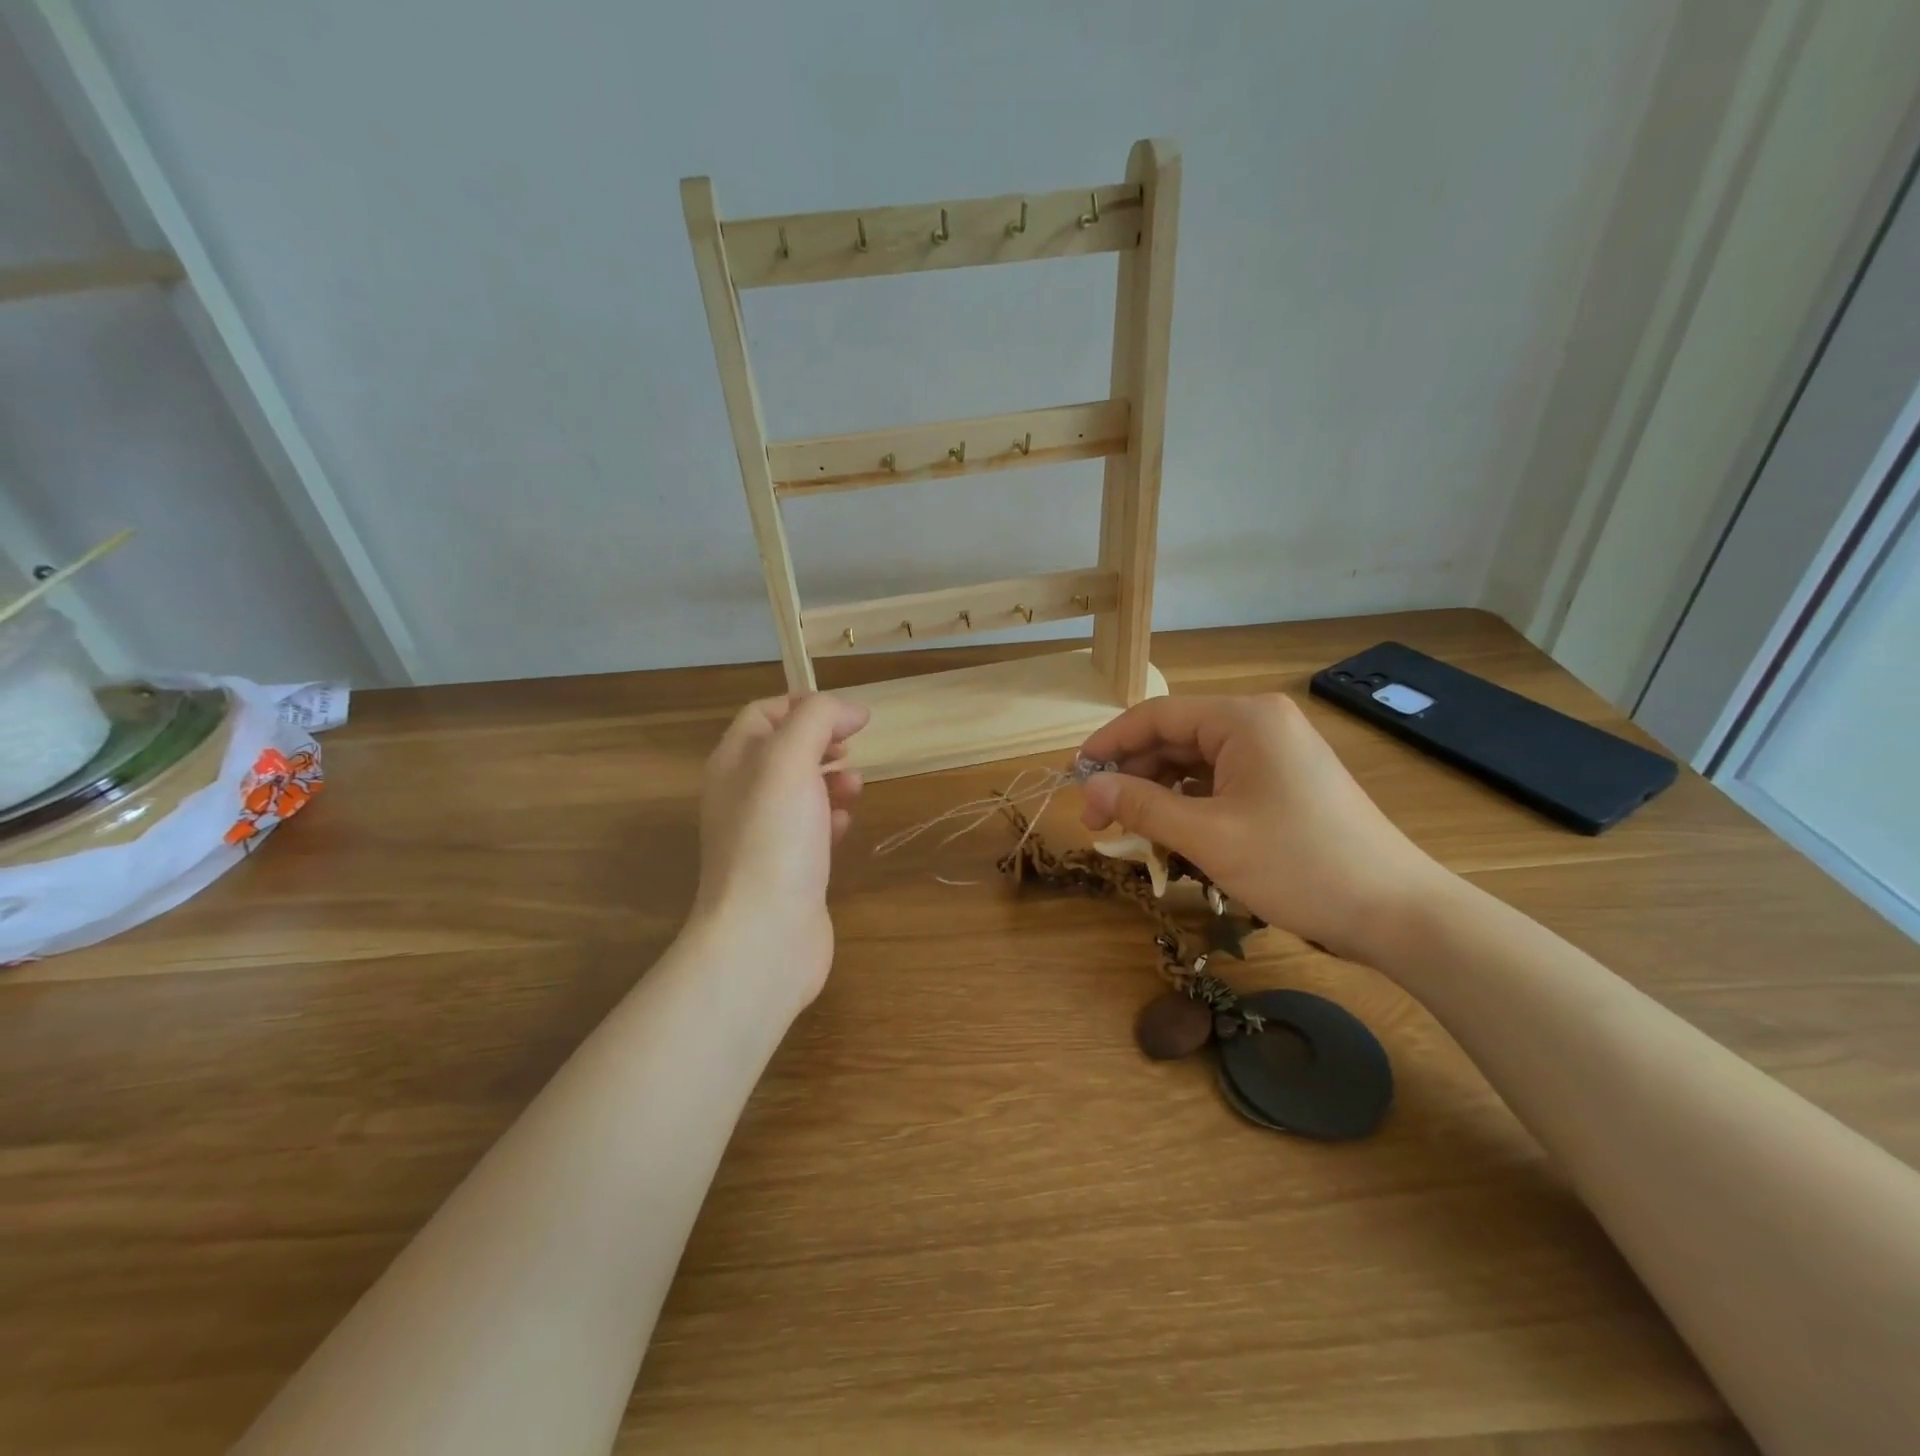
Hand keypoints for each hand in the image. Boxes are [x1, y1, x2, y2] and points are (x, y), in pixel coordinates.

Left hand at [695, 693, 868, 1003]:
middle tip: (854, 748)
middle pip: (784, 752)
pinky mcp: (787, 868)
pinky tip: (847, 822)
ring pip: (800, 790)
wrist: (764, 933)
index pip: (763, 714)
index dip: (806, 705)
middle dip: (822, 742)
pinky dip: (831, 817)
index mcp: (734, 763)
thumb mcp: (790, 760)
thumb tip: (850, 710)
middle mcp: (742, 795)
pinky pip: (810, 829)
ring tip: (856, 785)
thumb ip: (817, 720)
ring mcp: (764, 835)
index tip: (851, 717)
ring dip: (831, 779)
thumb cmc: (774, 837)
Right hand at [1078, 693, 1450, 961]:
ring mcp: (1276, 753)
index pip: (1156, 716)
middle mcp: (1260, 724)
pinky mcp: (1285, 782)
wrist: (1397, 912)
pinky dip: (1190, 804)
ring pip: (1196, 763)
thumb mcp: (1208, 836)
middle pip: (1175, 738)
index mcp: (1244, 719)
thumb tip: (1089, 787)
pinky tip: (1172, 833)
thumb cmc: (1298, 864)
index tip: (1074, 777)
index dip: (1109, 743)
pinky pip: (1221, 782)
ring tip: (1129, 830)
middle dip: (1132, 775)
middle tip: (1098, 818)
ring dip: (1158, 793)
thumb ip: (1141, 806)